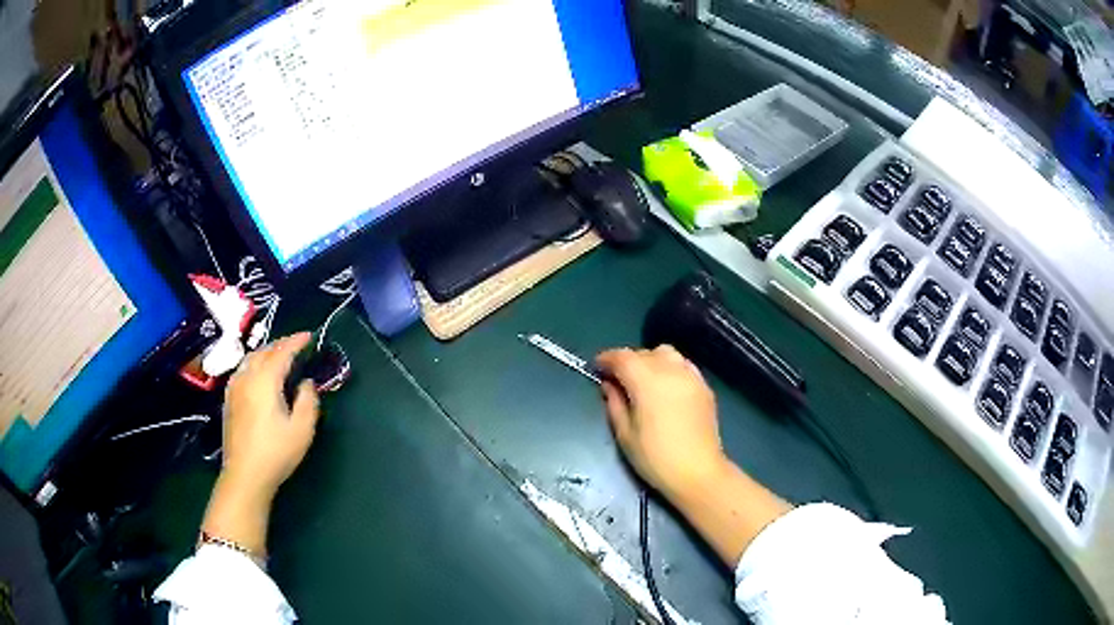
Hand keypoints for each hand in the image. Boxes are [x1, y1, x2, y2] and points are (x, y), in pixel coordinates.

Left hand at [221, 333, 320, 499]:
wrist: (245, 474)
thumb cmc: (276, 452)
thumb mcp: (302, 429)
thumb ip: (308, 401)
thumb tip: (306, 383)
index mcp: (265, 380)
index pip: (281, 352)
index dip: (296, 341)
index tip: (309, 336)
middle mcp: (247, 377)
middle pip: (264, 351)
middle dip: (281, 344)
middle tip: (296, 344)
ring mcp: (234, 388)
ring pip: (250, 359)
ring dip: (266, 353)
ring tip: (279, 356)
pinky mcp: (229, 400)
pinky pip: (242, 370)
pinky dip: (255, 363)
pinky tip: (259, 374)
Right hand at [597, 345, 791, 565]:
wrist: (697, 472)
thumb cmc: (655, 458)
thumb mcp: (624, 434)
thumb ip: (614, 403)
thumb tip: (609, 385)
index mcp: (647, 381)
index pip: (622, 357)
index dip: (607, 359)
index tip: (597, 367)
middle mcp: (670, 371)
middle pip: (644, 353)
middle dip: (627, 360)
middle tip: (617, 378)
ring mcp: (691, 376)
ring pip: (666, 354)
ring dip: (650, 360)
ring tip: (643, 380)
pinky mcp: (704, 386)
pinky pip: (683, 365)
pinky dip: (670, 368)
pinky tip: (666, 387)